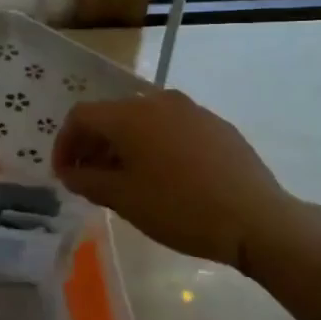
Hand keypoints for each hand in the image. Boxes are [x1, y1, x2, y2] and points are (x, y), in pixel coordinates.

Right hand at [52, 90, 295, 269]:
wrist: (256, 218)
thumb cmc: (180, 208)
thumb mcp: (125, 199)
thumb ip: (88, 181)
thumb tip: (70, 172)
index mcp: (130, 114)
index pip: (81, 116)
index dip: (65, 144)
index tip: (64, 175)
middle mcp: (158, 101)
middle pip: (112, 115)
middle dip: (93, 146)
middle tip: (89, 180)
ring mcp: (191, 110)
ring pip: (143, 121)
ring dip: (124, 146)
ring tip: (124, 180)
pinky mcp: (215, 124)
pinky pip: (171, 128)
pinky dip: (154, 146)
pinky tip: (164, 177)